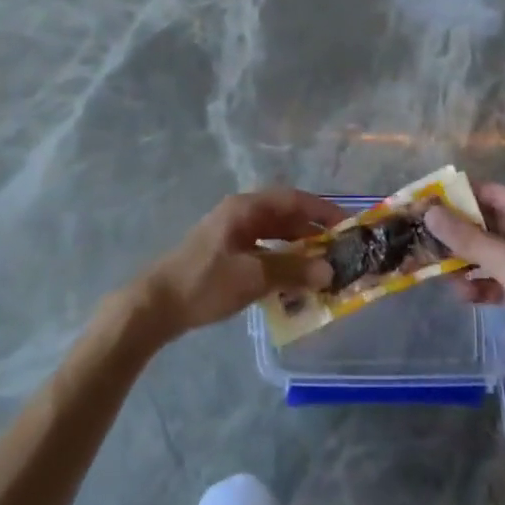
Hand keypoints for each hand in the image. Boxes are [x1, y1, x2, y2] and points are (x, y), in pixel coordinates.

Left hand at [131, 188, 342, 338]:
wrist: (157, 305)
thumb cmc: (205, 283)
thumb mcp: (252, 277)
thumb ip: (292, 271)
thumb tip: (329, 270)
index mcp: (245, 208)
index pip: (293, 199)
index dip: (321, 209)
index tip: (347, 224)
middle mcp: (240, 213)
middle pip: (284, 215)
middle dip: (312, 230)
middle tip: (339, 249)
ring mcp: (231, 233)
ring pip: (274, 233)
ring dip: (297, 247)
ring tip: (322, 266)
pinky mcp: (226, 253)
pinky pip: (262, 249)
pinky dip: (281, 260)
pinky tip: (293, 280)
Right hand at [425, 182, 504, 397]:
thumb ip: (467, 237)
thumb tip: (430, 212)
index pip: (492, 193)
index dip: (459, 196)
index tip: (427, 203)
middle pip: (490, 223)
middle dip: (459, 232)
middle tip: (425, 239)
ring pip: (494, 254)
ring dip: (468, 261)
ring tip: (440, 273)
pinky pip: (502, 280)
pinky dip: (483, 284)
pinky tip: (465, 296)